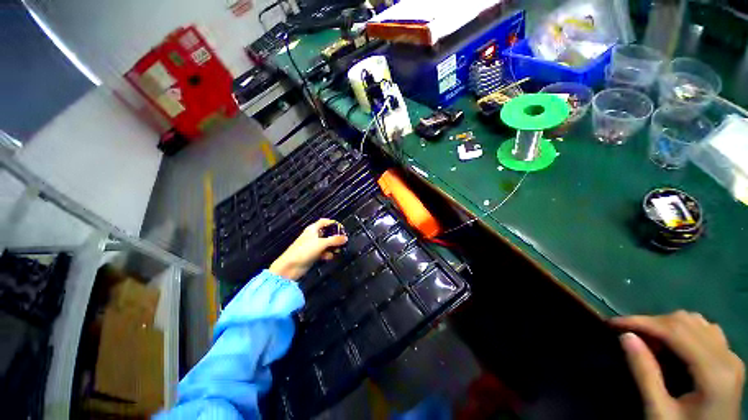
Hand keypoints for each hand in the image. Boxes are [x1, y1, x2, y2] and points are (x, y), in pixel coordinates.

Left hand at [269, 219, 346, 280]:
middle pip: (327, 233)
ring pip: (326, 244)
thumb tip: (345, 238)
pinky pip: (323, 252)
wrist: (290, 267)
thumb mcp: (321, 243)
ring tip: (338, 250)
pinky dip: (327, 254)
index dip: (333, 223)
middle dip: (335, 237)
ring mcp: (313, 246)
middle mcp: (313, 236)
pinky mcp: (312, 255)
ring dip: (332, 247)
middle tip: (342, 241)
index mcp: (313, 229)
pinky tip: (330, 257)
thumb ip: (334, 240)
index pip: (324, 222)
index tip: (341, 228)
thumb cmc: (304, 251)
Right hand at [612, 311, 744, 419]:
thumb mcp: (659, 411)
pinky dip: (683, 330)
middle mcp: (727, 356)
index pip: (676, 331)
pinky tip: (672, 344)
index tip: (613, 323)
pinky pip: (705, 330)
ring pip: (696, 322)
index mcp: (714, 371)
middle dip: (652, 323)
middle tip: (628, 335)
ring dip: (667, 325)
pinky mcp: (729, 359)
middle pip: (686, 322)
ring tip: (649, 341)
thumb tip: (625, 336)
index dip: (642, 322)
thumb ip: (645, 374)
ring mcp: (731, 356)